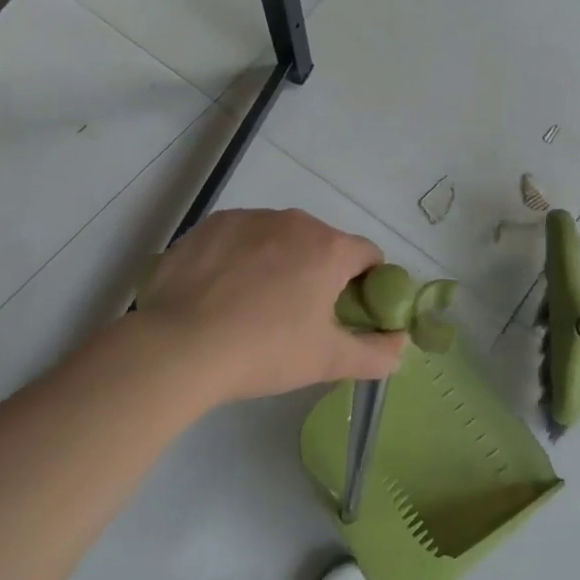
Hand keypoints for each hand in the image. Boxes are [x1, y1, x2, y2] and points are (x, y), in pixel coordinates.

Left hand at [134, 208, 406, 404]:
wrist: (177, 348)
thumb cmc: (263, 351)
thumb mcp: (327, 361)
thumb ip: (376, 353)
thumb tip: (402, 345)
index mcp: (331, 249)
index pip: (369, 255)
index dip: (365, 284)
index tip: (345, 313)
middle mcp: (298, 221)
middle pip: (324, 244)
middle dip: (319, 273)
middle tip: (296, 316)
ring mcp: (253, 218)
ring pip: (282, 237)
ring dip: (280, 261)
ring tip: (252, 305)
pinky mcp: (214, 223)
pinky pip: (243, 235)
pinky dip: (242, 256)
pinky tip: (221, 291)